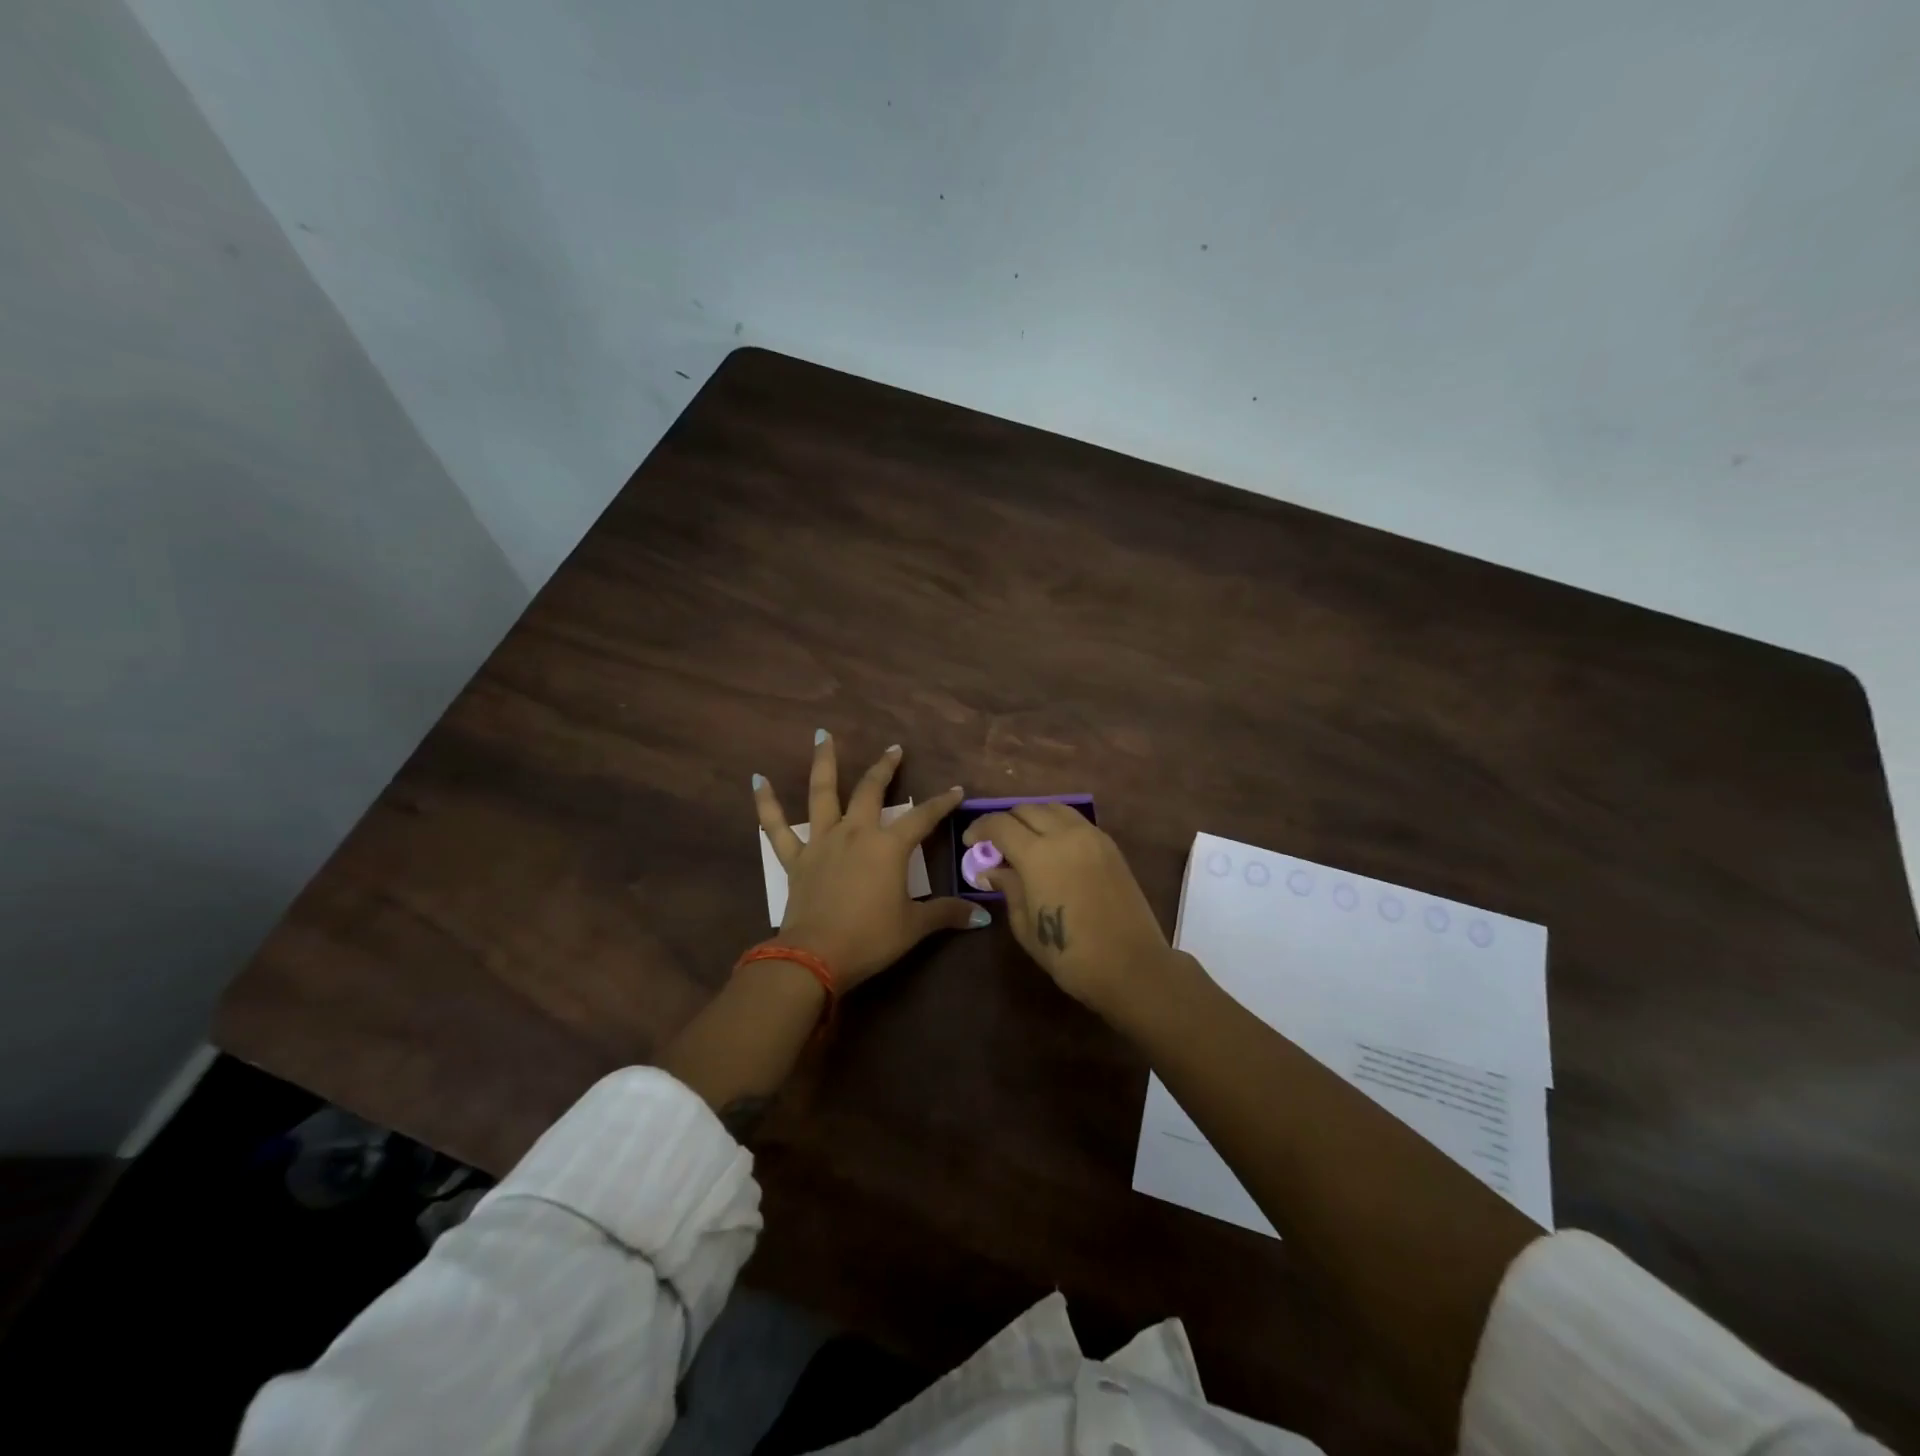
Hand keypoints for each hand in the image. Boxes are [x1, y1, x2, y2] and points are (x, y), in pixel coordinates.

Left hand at [753, 733, 986, 990]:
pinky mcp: (795, 858)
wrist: (816, 956)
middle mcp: (855, 833)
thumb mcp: (914, 926)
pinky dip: (766, 802)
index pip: (922, 818)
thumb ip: (946, 914)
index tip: (956, 790)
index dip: (941, 803)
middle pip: (871, 790)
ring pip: (822, 793)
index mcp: (888, 846)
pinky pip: (775, 826)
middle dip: (885, 768)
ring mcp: (822, 841)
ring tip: (823, 735)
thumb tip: (981, 915)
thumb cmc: (871, 938)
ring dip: (824, 762)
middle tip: (894, 749)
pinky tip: (758, 779)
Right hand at [963, 804, 1175, 1018]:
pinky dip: (1058, 825)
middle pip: (1026, 809)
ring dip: (1033, 818)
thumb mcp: (1026, 925)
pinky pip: (1076, 822)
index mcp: (1038, 854)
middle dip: (1005, 822)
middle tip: (996, 844)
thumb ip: (1008, 888)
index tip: (970, 842)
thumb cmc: (1070, 954)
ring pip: (1054, 808)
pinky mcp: (1110, 846)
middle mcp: (1065, 834)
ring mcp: (1092, 837)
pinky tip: (1053, 848)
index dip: (980, 828)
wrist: (1131, 965)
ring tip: (1025, 841)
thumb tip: (992, 869)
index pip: (1000, 824)